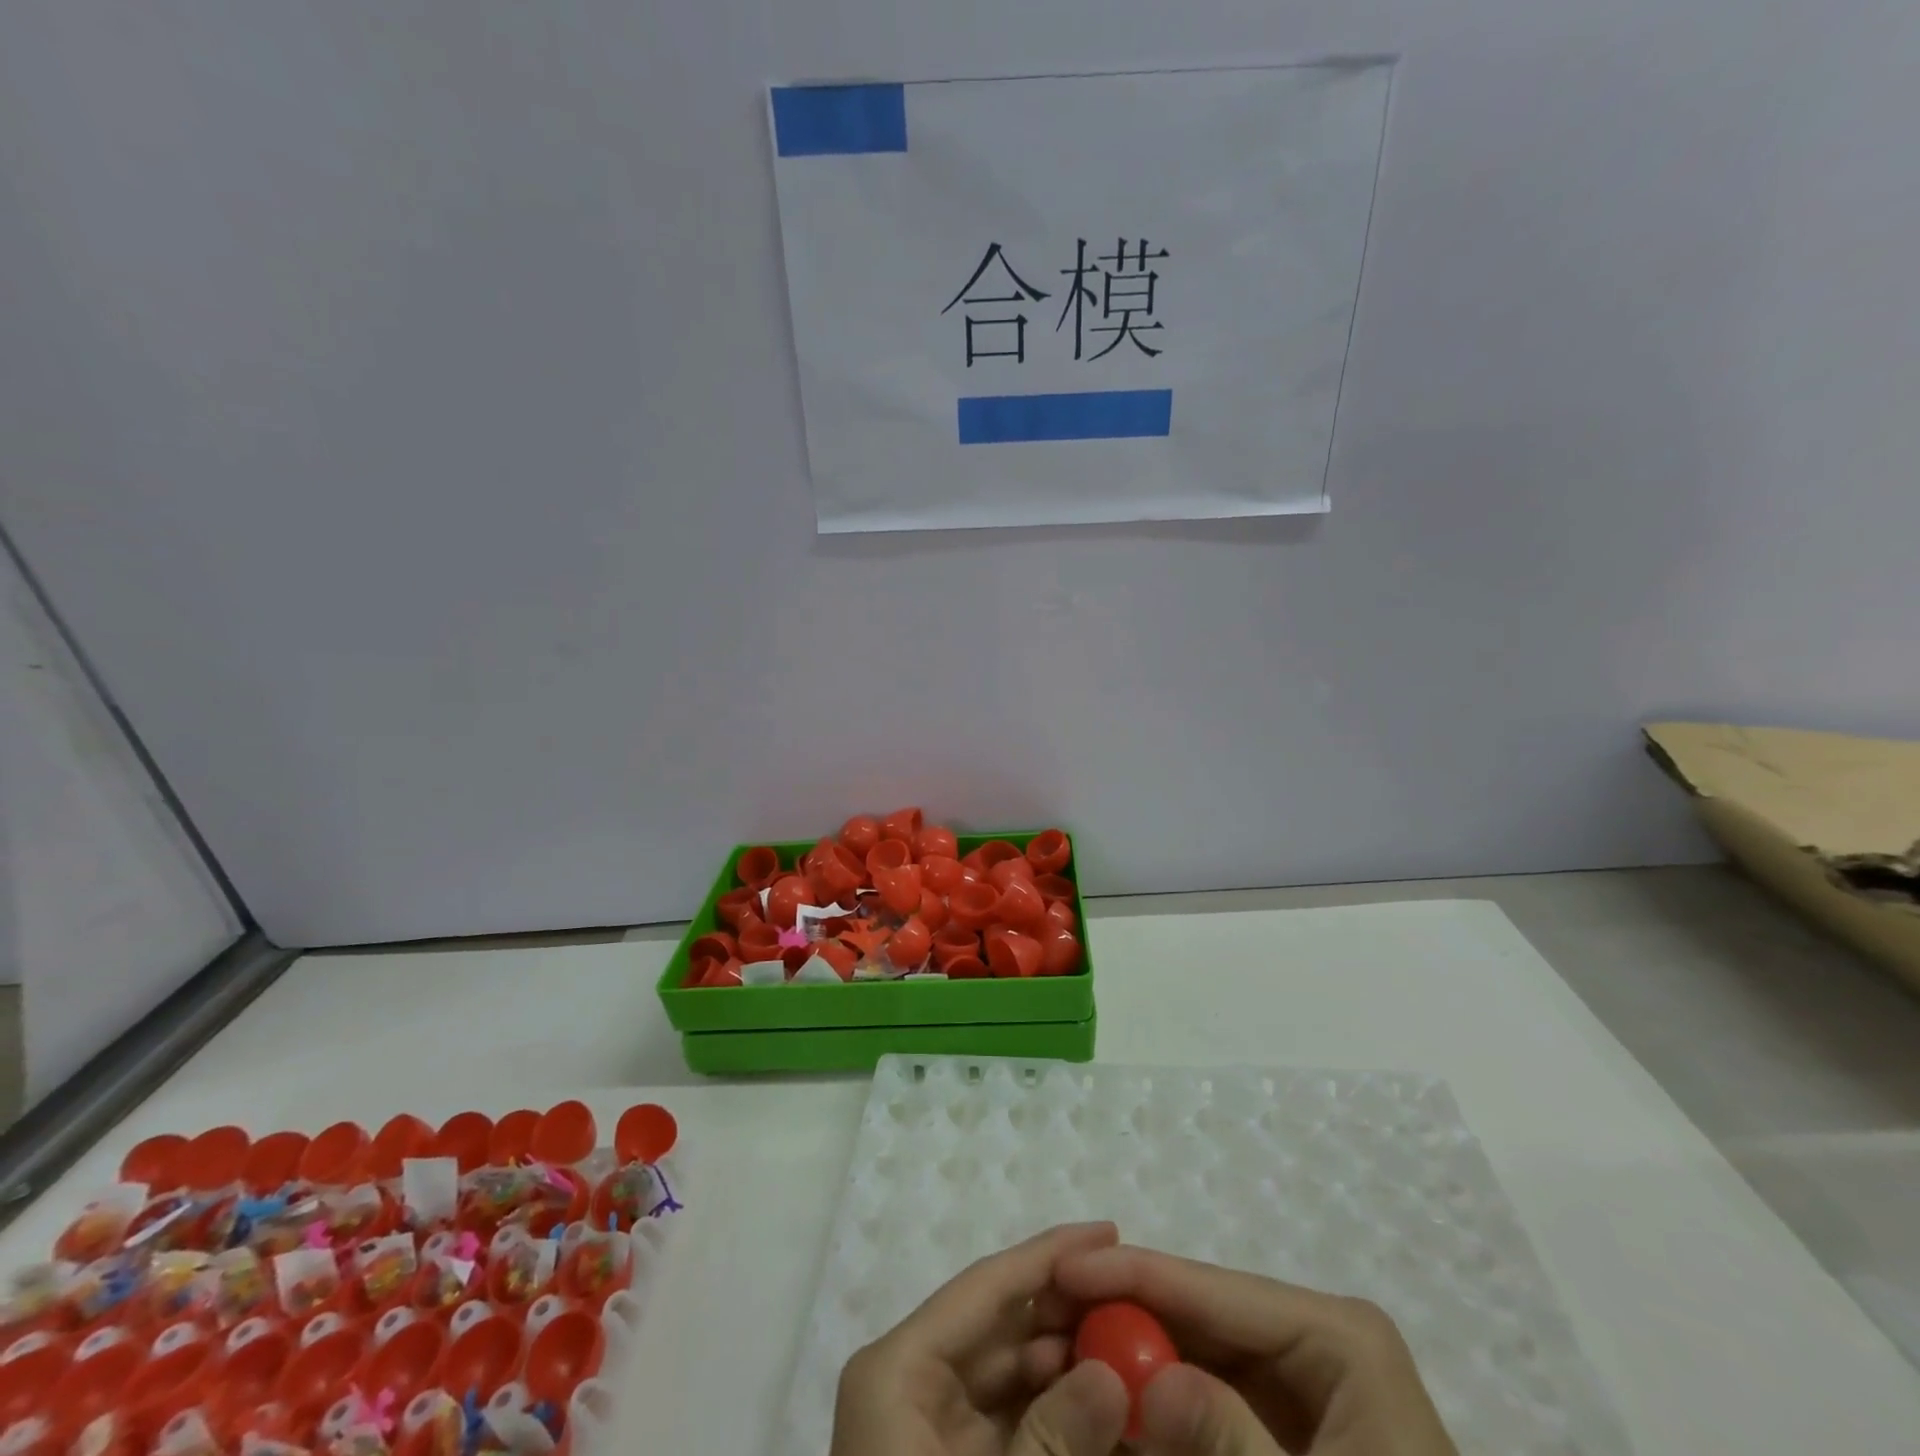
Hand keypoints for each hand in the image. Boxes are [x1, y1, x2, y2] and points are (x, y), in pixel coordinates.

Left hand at [830, 1222, 1130, 1455]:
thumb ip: (1053, 1441)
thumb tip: (1112, 1370)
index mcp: (898, 1367)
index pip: (986, 1287)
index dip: (1050, 1254)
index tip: (1109, 1231)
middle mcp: (911, 1379)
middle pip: (1001, 1324)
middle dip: (1067, 1311)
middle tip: (1134, 1298)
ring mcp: (928, 1424)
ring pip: (1010, 1371)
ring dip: (1068, 1361)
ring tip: (1131, 1345)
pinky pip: (1011, 1418)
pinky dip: (1057, 1411)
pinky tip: (1106, 1404)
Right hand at [1055, 1246, 1456, 1455]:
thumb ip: (1230, 1443)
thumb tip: (1146, 1377)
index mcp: (1337, 1335)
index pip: (1215, 1288)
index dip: (1134, 1272)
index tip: (1065, 1267)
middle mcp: (1316, 1340)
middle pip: (1201, 1315)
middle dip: (1127, 1317)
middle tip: (1055, 1315)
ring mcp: (1303, 1381)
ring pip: (1200, 1355)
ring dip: (1137, 1359)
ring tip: (1069, 1351)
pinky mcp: (1288, 1423)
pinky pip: (1214, 1399)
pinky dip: (1165, 1406)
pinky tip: (1120, 1404)